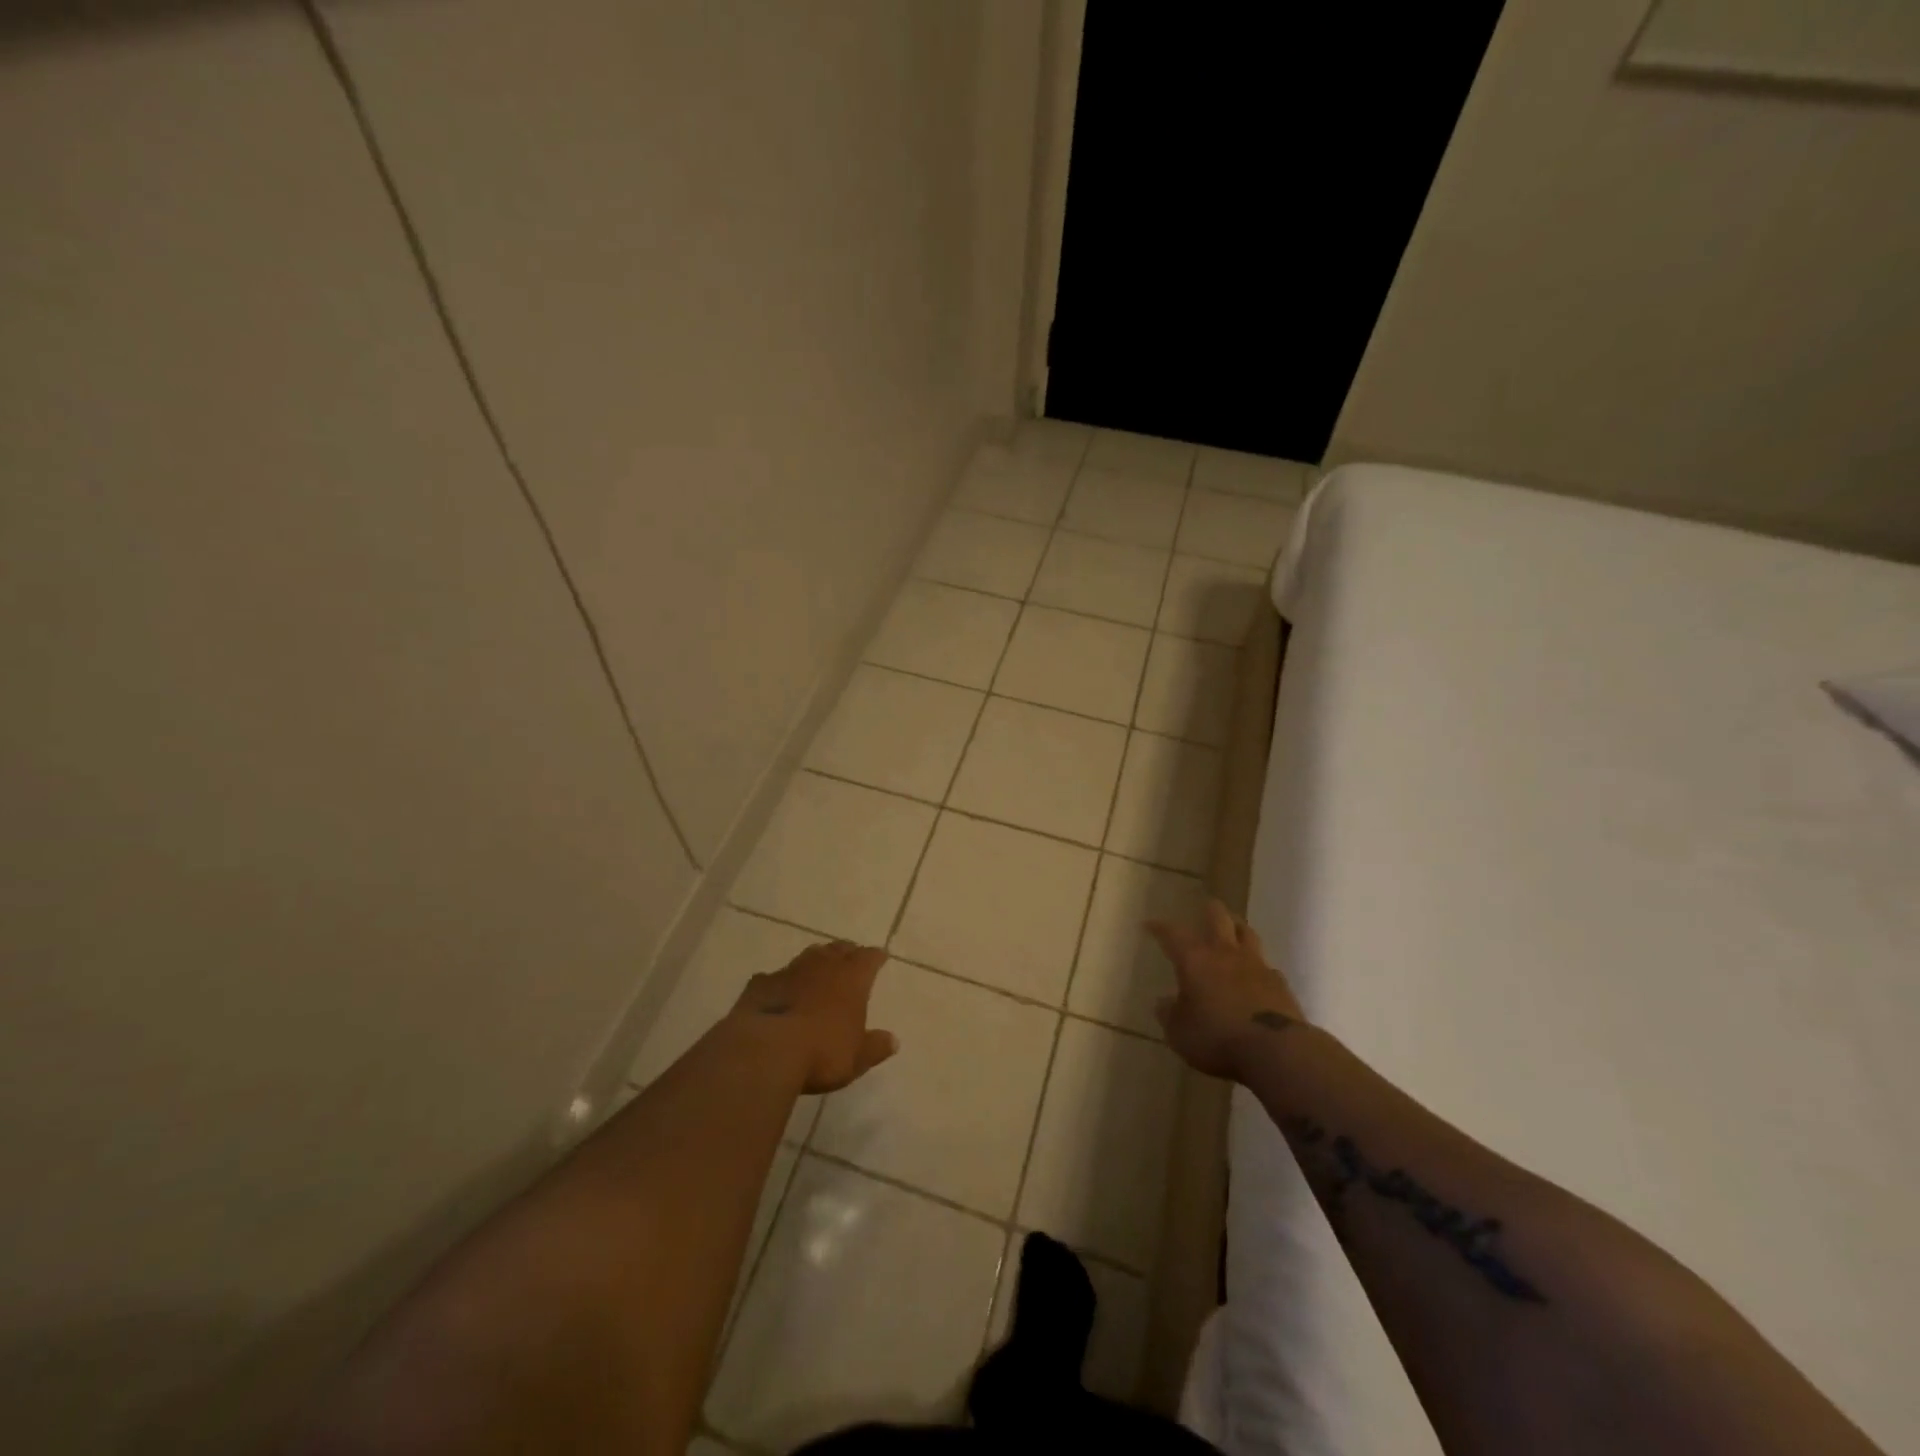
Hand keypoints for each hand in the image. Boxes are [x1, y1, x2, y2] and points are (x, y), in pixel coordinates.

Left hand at [732, 939, 898, 1093]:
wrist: (766, 1050)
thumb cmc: (822, 1053)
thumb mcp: (857, 1058)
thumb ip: (875, 1047)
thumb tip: (893, 1040)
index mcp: (852, 979)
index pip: (869, 958)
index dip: (875, 957)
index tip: (880, 956)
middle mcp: (823, 966)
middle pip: (839, 949)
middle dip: (847, 952)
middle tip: (851, 956)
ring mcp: (790, 971)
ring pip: (808, 956)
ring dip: (816, 960)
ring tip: (820, 966)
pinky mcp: (761, 984)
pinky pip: (776, 977)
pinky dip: (782, 981)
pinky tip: (780, 989)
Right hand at [1146, 899, 1305, 1081]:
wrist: (1274, 1050)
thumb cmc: (1216, 1037)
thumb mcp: (1179, 1032)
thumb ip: (1170, 1014)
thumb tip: (1164, 1003)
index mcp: (1195, 959)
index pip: (1173, 933)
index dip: (1160, 927)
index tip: (1150, 925)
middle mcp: (1225, 954)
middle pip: (1219, 918)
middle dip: (1209, 910)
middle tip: (1204, 907)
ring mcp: (1256, 966)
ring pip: (1247, 934)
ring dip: (1237, 928)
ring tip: (1233, 929)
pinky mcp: (1280, 984)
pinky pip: (1267, 966)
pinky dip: (1258, 965)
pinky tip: (1256, 973)